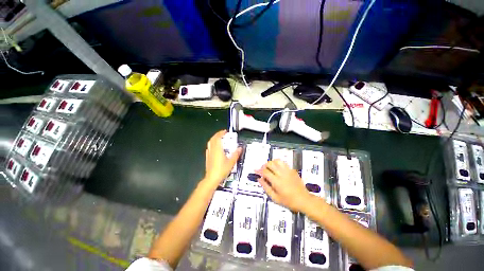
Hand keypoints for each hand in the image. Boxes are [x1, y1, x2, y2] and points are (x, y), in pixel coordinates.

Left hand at [204, 130, 241, 187]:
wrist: (212, 178)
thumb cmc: (222, 170)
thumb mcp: (231, 162)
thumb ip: (236, 154)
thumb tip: (240, 148)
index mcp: (218, 149)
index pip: (218, 137)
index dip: (221, 133)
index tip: (225, 131)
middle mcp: (212, 150)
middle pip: (213, 139)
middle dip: (218, 135)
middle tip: (223, 134)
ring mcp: (209, 153)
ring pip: (210, 143)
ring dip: (214, 139)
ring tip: (220, 139)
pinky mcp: (208, 157)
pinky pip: (209, 147)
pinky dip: (212, 144)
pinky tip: (215, 147)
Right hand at [256, 159, 311, 211]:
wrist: (304, 200)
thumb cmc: (289, 201)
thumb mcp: (275, 198)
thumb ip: (266, 187)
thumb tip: (259, 179)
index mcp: (277, 181)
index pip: (265, 171)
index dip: (259, 170)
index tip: (256, 171)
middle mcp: (282, 174)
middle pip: (270, 163)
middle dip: (264, 165)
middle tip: (263, 170)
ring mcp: (288, 171)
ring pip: (277, 161)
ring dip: (271, 163)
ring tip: (270, 168)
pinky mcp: (292, 170)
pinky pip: (283, 163)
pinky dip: (278, 163)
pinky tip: (277, 169)